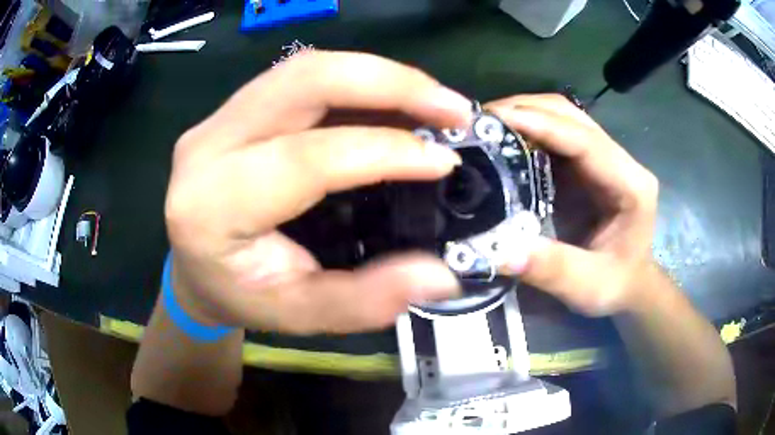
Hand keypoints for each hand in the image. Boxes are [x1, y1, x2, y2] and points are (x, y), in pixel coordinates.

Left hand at [164, 51, 471, 333]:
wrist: (195, 271)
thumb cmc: (240, 297)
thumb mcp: (301, 315)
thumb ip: (366, 300)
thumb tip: (439, 275)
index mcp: (212, 205)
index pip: (304, 159)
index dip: (383, 151)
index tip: (443, 159)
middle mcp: (206, 146)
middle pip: (304, 80)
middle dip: (390, 83)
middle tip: (451, 107)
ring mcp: (217, 119)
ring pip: (305, 68)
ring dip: (378, 75)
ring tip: (431, 100)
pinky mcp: (234, 109)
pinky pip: (301, 77)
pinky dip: (357, 81)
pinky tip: (393, 101)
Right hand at [485, 94, 658, 316]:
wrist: (630, 284)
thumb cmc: (616, 286)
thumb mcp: (588, 287)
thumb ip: (552, 269)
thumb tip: (500, 251)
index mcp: (631, 185)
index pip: (585, 140)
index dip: (541, 124)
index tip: (494, 118)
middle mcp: (619, 161)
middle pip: (571, 115)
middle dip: (524, 110)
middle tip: (478, 122)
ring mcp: (603, 158)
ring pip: (561, 117)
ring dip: (523, 115)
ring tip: (484, 127)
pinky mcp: (586, 164)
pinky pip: (554, 134)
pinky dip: (526, 129)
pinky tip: (501, 141)